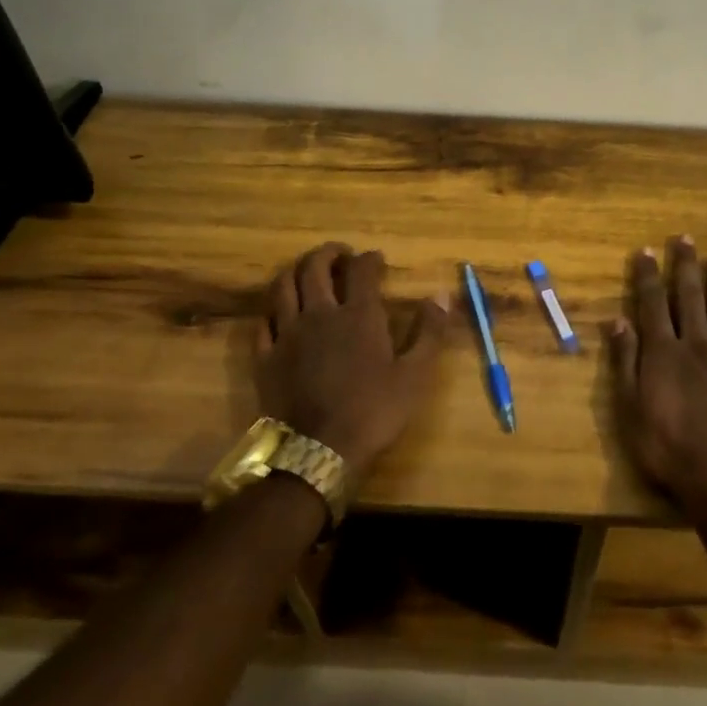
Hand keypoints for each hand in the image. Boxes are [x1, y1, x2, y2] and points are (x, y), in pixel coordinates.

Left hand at [257, 243, 447, 482]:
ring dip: (296, 270)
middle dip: (328, 253)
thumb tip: (442, 295)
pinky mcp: (266, 356)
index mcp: (359, 314)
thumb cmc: (373, 411)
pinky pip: (264, 320)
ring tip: (306, 271)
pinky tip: (281, 311)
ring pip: (284, 286)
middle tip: (339, 254)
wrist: (318, 452)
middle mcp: (320, 313)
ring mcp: (288, 333)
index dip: (369, 258)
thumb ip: (430, 332)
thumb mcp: (415, 375)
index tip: (376, 258)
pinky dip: (273, 308)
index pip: (361, 269)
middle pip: (315, 267)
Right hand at [606, 235, 706, 512]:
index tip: (646, 250)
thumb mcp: (630, 409)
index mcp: (664, 352)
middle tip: (686, 238)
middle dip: (686, 266)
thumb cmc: (667, 448)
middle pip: (690, 297)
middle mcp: (697, 344)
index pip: (653, 304)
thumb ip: (625, 362)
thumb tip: (617, 320)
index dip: (648, 276)